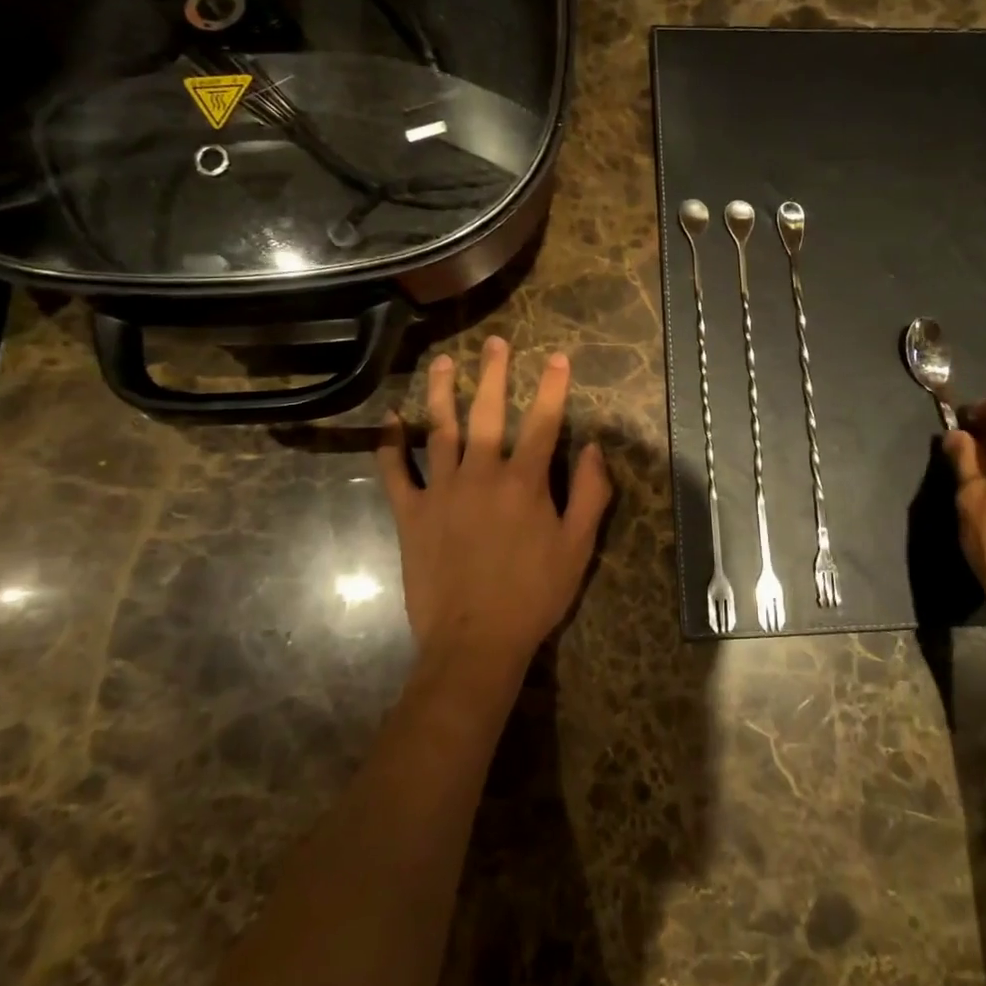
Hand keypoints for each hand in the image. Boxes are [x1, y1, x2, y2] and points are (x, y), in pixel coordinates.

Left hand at [377, 336, 611, 680]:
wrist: (474, 642)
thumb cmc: (534, 595)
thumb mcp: (578, 548)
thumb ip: (591, 494)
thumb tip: (594, 448)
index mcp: (524, 482)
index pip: (543, 422)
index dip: (553, 388)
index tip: (557, 357)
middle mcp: (481, 474)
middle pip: (487, 413)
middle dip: (493, 374)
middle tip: (494, 343)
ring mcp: (441, 491)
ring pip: (438, 431)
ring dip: (440, 393)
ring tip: (443, 363)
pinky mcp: (411, 514)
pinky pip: (396, 472)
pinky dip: (391, 445)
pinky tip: (391, 420)